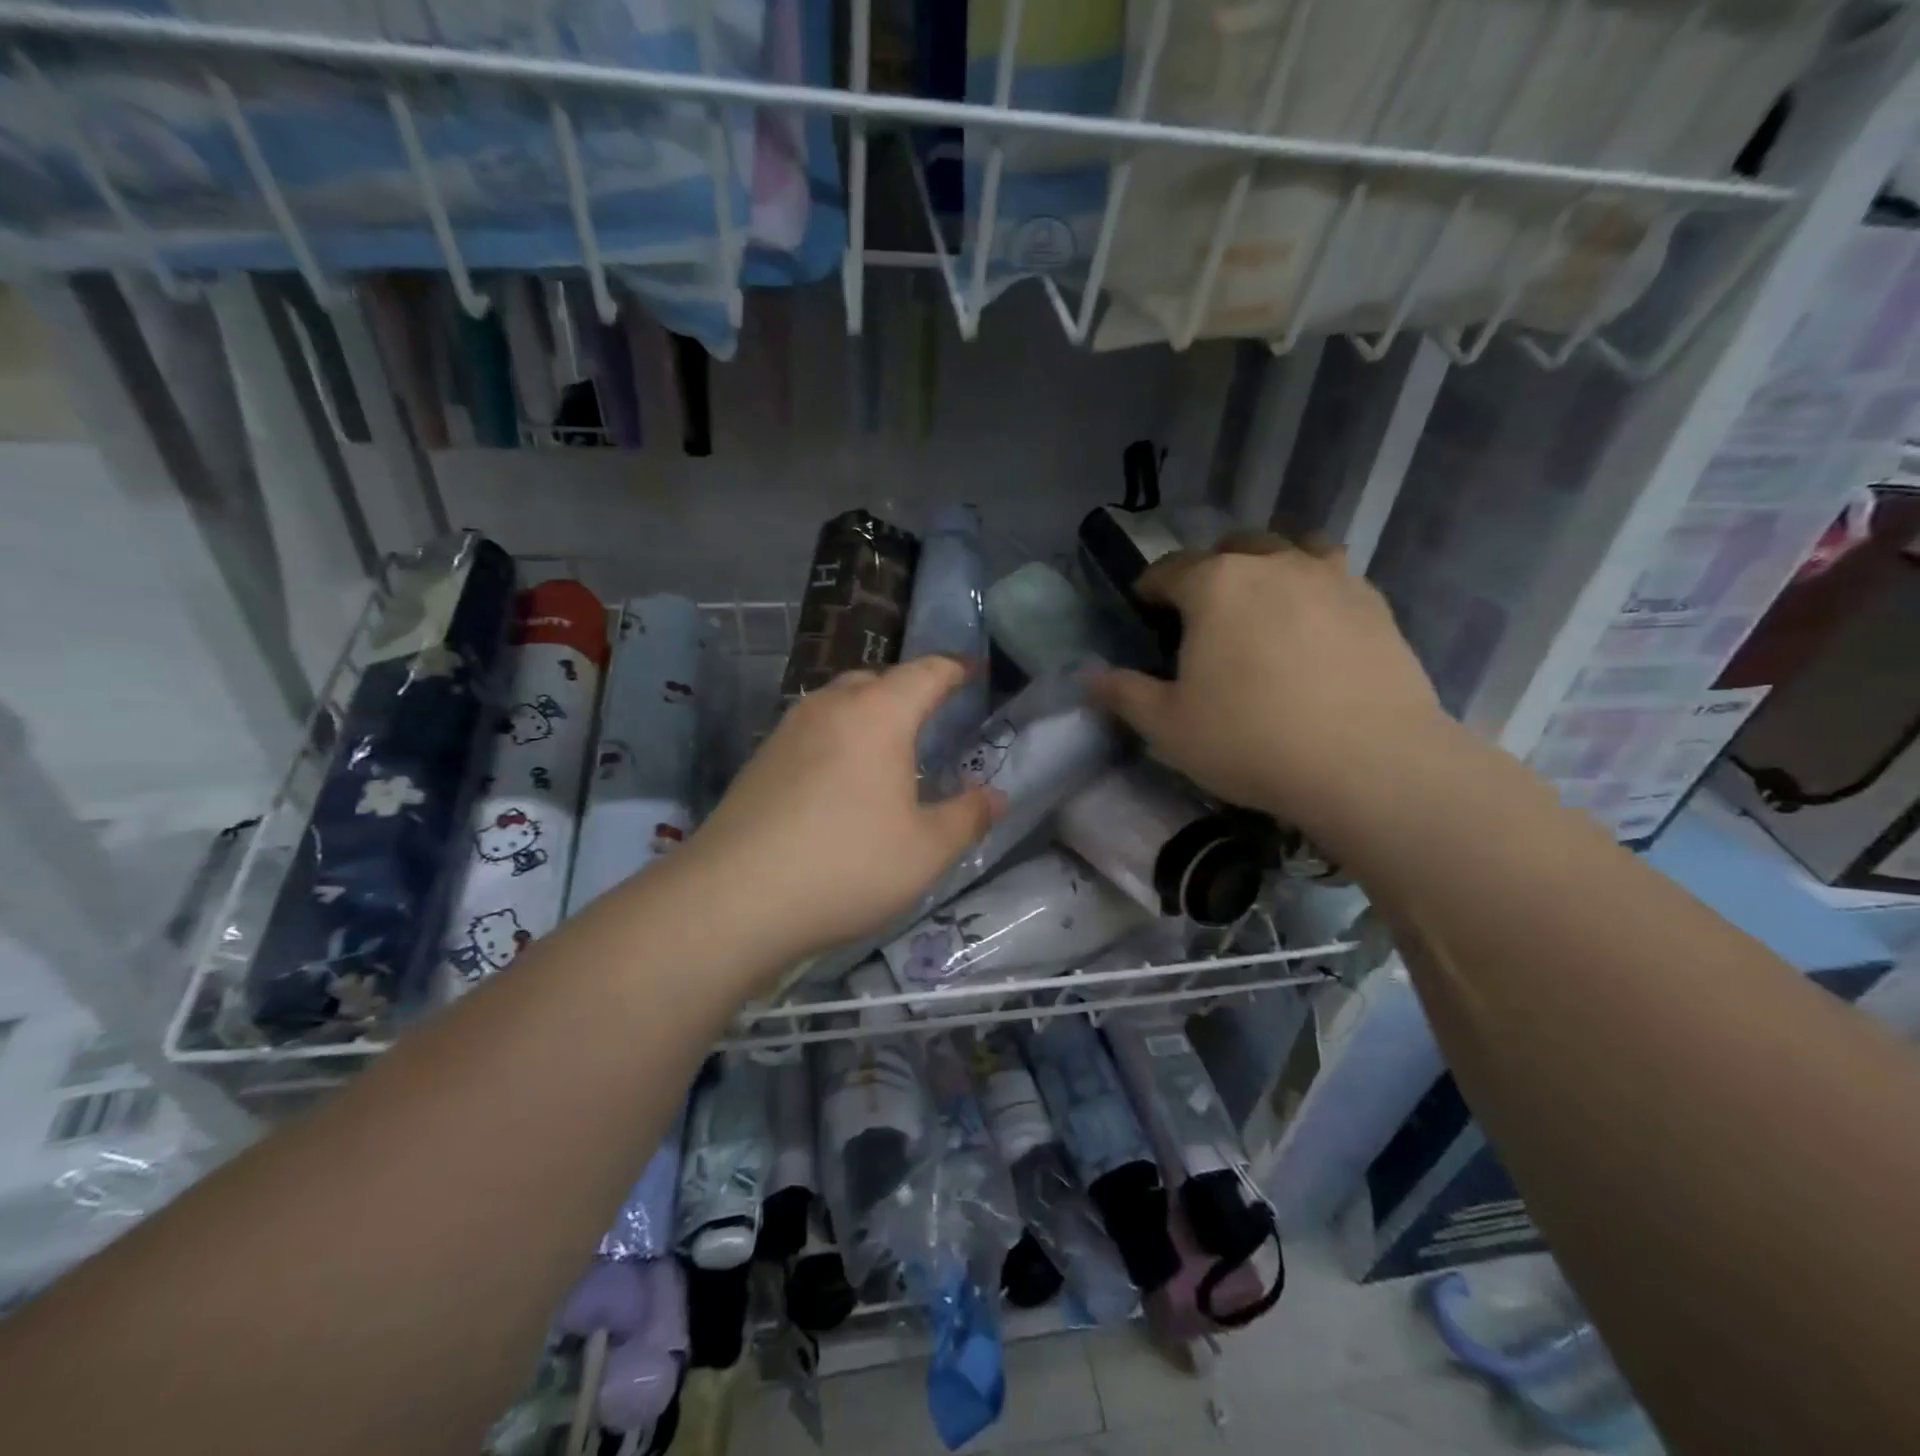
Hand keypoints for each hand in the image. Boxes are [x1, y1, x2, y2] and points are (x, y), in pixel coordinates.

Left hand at [680, 656, 1001, 972]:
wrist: (734, 898)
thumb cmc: (847, 865)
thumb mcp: (926, 850)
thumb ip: (967, 817)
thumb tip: (994, 796)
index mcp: (878, 714)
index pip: (926, 673)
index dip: (955, 669)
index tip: (975, 671)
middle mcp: (830, 707)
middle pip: (877, 680)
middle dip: (909, 690)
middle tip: (932, 716)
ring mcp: (788, 730)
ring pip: (839, 702)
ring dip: (869, 712)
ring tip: (888, 747)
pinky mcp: (761, 760)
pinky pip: (813, 730)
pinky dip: (839, 738)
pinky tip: (842, 778)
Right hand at [1090, 535, 1451, 836]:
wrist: (1367, 763)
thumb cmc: (1250, 740)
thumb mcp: (1168, 727)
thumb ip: (1124, 694)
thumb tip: (1088, 678)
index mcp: (1214, 585)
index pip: (1168, 570)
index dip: (1149, 588)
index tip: (1143, 609)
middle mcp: (1272, 564)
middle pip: (1233, 546)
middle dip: (1211, 569)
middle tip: (1205, 612)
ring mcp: (1331, 578)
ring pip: (1293, 548)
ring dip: (1271, 566)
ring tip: (1266, 605)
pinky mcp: (1376, 604)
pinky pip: (1335, 578)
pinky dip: (1315, 590)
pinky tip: (1315, 630)